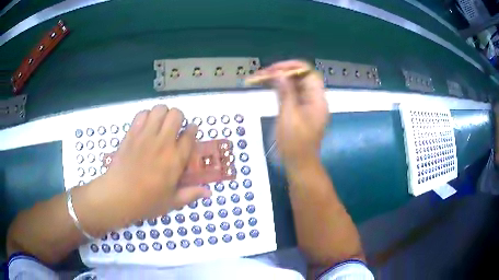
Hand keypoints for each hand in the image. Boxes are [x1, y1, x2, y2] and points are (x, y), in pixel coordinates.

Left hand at [93, 105, 211, 228]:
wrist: (118, 196)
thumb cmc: (146, 202)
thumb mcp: (172, 202)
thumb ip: (191, 194)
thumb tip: (209, 192)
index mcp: (176, 159)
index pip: (190, 135)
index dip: (193, 130)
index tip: (191, 131)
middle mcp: (163, 143)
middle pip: (176, 115)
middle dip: (178, 118)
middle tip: (174, 129)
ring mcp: (146, 136)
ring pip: (160, 109)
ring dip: (163, 114)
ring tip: (160, 125)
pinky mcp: (131, 133)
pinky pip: (142, 114)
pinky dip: (146, 115)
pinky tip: (145, 126)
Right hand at [255, 60, 328, 166]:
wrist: (300, 164)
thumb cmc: (295, 144)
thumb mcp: (289, 116)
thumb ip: (285, 93)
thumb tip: (279, 74)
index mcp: (317, 100)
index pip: (308, 73)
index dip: (292, 67)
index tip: (274, 69)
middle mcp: (315, 99)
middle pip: (302, 77)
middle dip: (283, 72)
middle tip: (264, 74)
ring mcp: (309, 105)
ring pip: (296, 84)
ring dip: (280, 79)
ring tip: (263, 78)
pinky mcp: (302, 110)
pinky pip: (293, 93)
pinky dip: (282, 88)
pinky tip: (270, 87)